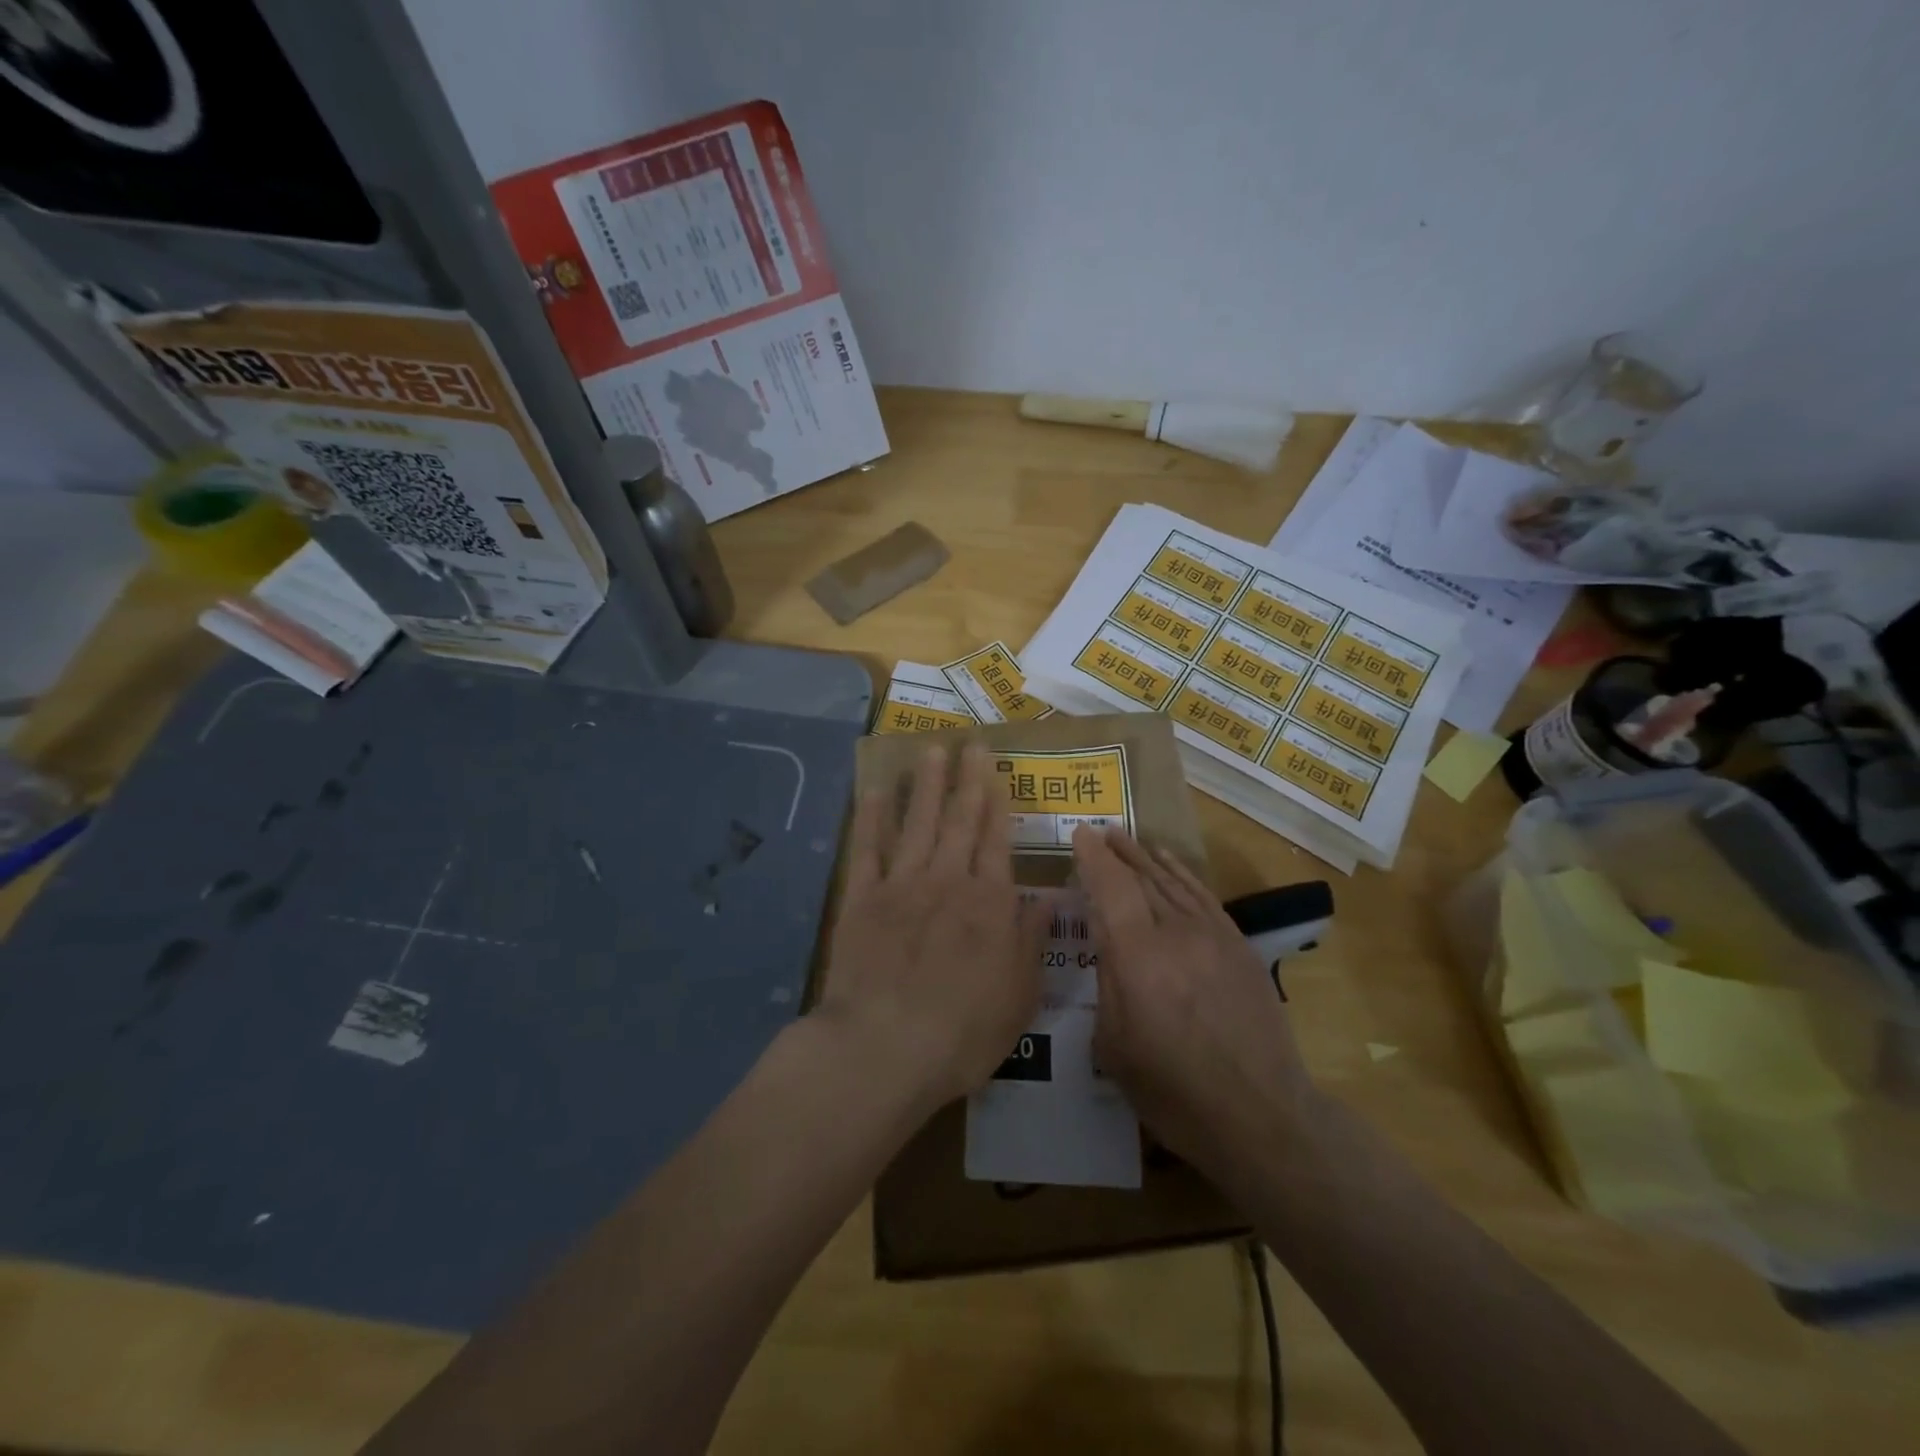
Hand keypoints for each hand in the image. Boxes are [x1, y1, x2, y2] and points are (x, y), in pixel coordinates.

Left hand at [822, 742, 1048, 1108]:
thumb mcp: (1020, 995)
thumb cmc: (963, 1031)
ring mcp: (901, 885)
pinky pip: (868, 849)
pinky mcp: (861, 899)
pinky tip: (877, 790)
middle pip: (960, 820)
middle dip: (967, 779)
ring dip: (927, 785)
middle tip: (971, 743)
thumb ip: (1033, 939)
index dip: (998, 802)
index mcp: (989, 903)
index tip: (996, 770)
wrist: (885, 1048)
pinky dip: (873, 818)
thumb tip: (1053, 896)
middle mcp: (948, 881)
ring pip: (918, 823)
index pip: (997, 840)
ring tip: (932, 750)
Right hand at [1073, 827, 1319, 1178]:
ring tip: (1125, 837)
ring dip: (1145, 857)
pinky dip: (1182, 873)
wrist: (1260, 1114)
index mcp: (1138, 958)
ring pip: (1172, 881)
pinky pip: (1202, 896)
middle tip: (1099, 832)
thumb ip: (1107, 984)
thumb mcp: (1115, 1046)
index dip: (1093, 858)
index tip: (1079, 834)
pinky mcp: (1238, 945)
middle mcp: (1176, 933)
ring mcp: (1213, 936)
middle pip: (1142, 877)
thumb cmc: (1173, 1092)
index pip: (1111, 888)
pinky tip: (1169, 862)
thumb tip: (1107, 945)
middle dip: (1117, 852)